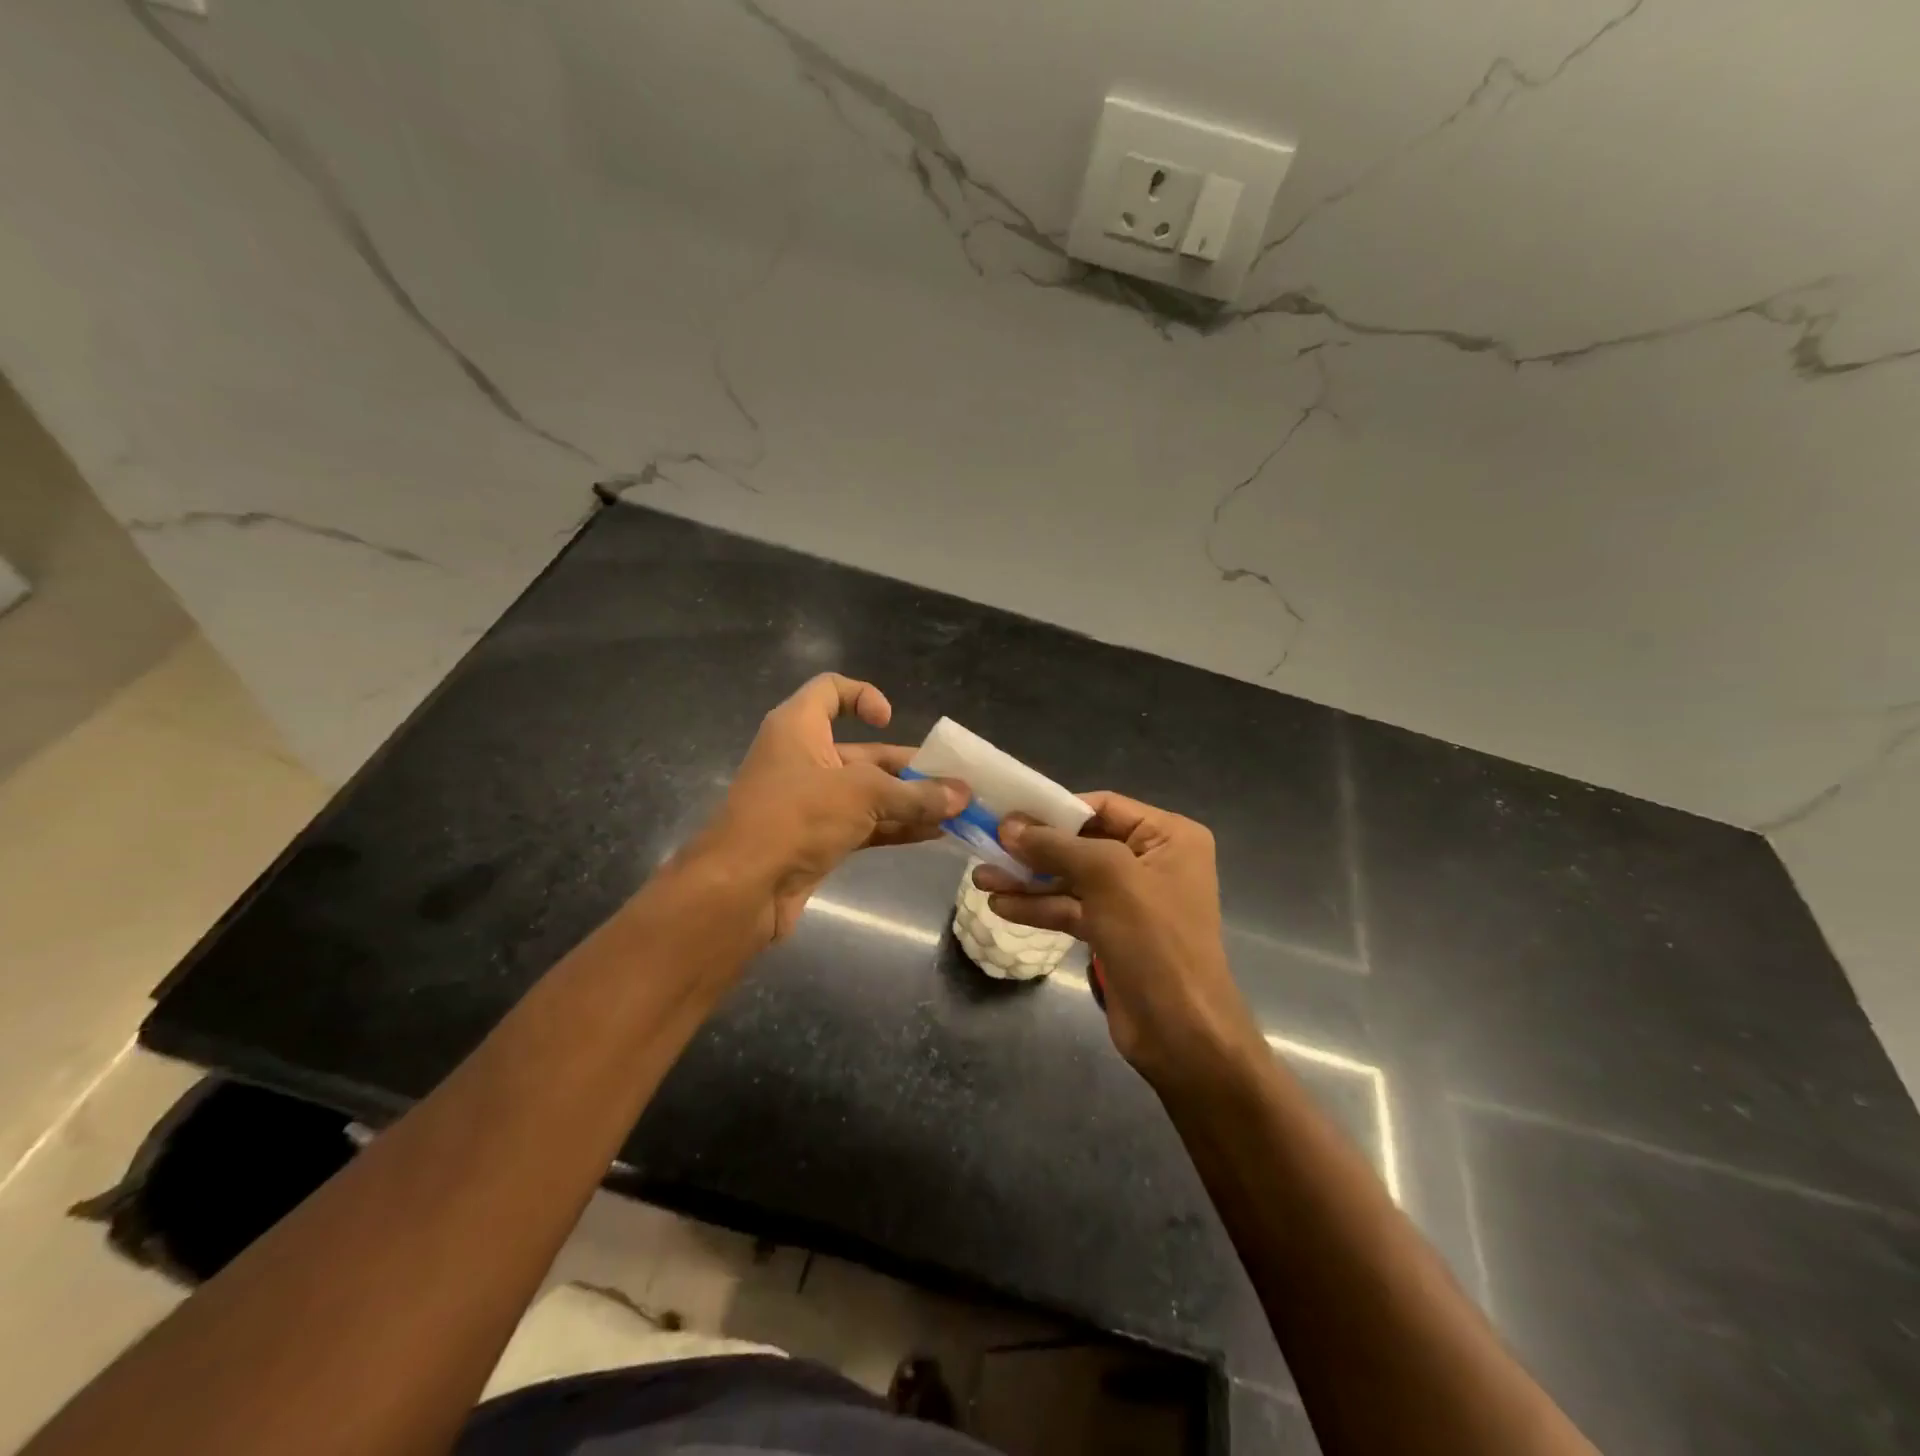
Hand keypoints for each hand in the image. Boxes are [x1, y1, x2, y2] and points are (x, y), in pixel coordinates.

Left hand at [701, 674, 966, 940]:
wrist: (742, 888)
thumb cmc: (796, 816)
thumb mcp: (862, 795)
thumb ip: (915, 795)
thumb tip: (963, 796)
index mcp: (799, 727)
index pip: (830, 690)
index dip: (863, 696)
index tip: (888, 721)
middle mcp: (804, 759)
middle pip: (863, 752)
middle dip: (908, 767)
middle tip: (953, 781)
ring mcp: (810, 802)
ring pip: (868, 793)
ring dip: (909, 801)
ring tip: (955, 810)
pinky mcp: (817, 838)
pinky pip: (865, 825)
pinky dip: (896, 826)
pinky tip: (935, 834)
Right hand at [972, 793, 1262, 1088]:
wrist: (1181, 1032)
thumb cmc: (1154, 939)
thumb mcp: (1107, 877)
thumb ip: (1056, 846)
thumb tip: (1008, 825)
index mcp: (1169, 836)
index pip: (1103, 806)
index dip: (1054, 809)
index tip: (1008, 814)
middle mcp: (1152, 861)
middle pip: (1082, 842)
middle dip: (1034, 849)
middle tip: (986, 846)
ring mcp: (1131, 900)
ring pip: (1071, 879)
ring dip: (1028, 880)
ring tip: (980, 879)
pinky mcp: (1112, 933)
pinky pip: (1071, 909)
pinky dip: (1039, 907)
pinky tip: (1001, 906)